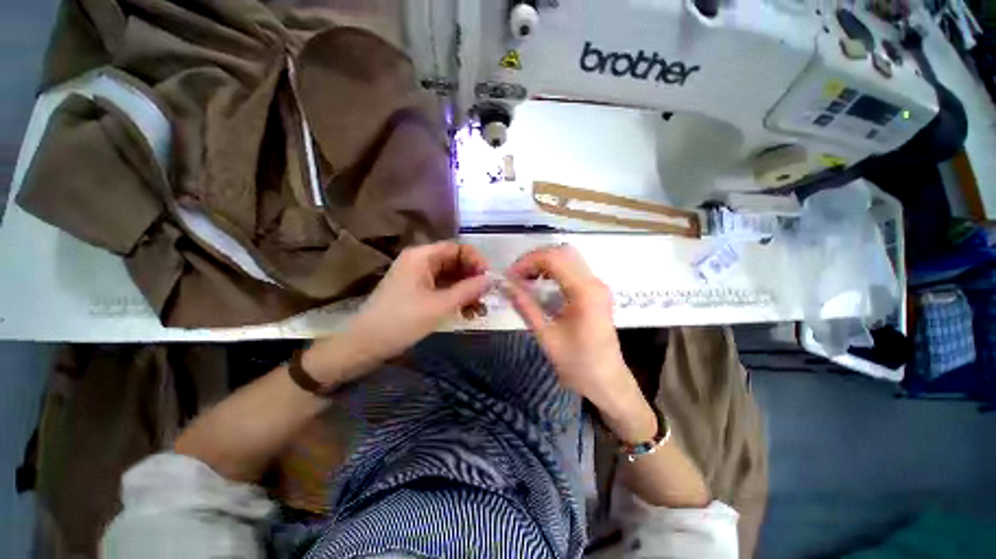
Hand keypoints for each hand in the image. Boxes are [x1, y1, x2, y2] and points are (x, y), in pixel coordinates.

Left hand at [304, 241, 490, 381]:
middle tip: (486, 297)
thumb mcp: (440, 305)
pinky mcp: (418, 292)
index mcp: (422, 256)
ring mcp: (419, 277)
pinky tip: (467, 314)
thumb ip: (468, 290)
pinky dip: (456, 299)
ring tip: (479, 311)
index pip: (457, 248)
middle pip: (456, 263)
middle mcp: (421, 261)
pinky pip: (443, 289)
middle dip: (473, 279)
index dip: (476, 260)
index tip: (489, 278)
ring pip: (451, 278)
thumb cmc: (401, 321)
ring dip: (467, 292)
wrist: (365, 345)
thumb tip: (492, 279)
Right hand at [505, 244, 647, 422]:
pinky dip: (553, 270)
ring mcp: (597, 285)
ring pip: (568, 258)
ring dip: (544, 263)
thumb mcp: (546, 336)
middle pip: (562, 252)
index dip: (528, 262)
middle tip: (516, 275)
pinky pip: (572, 269)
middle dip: (535, 258)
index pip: (554, 259)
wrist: (607, 383)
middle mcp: (594, 282)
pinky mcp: (595, 292)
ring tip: (524, 278)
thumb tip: (505, 285)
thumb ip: (525, 306)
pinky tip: (540, 284)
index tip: (509, 276)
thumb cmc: (578, 364)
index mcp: (585, 292)